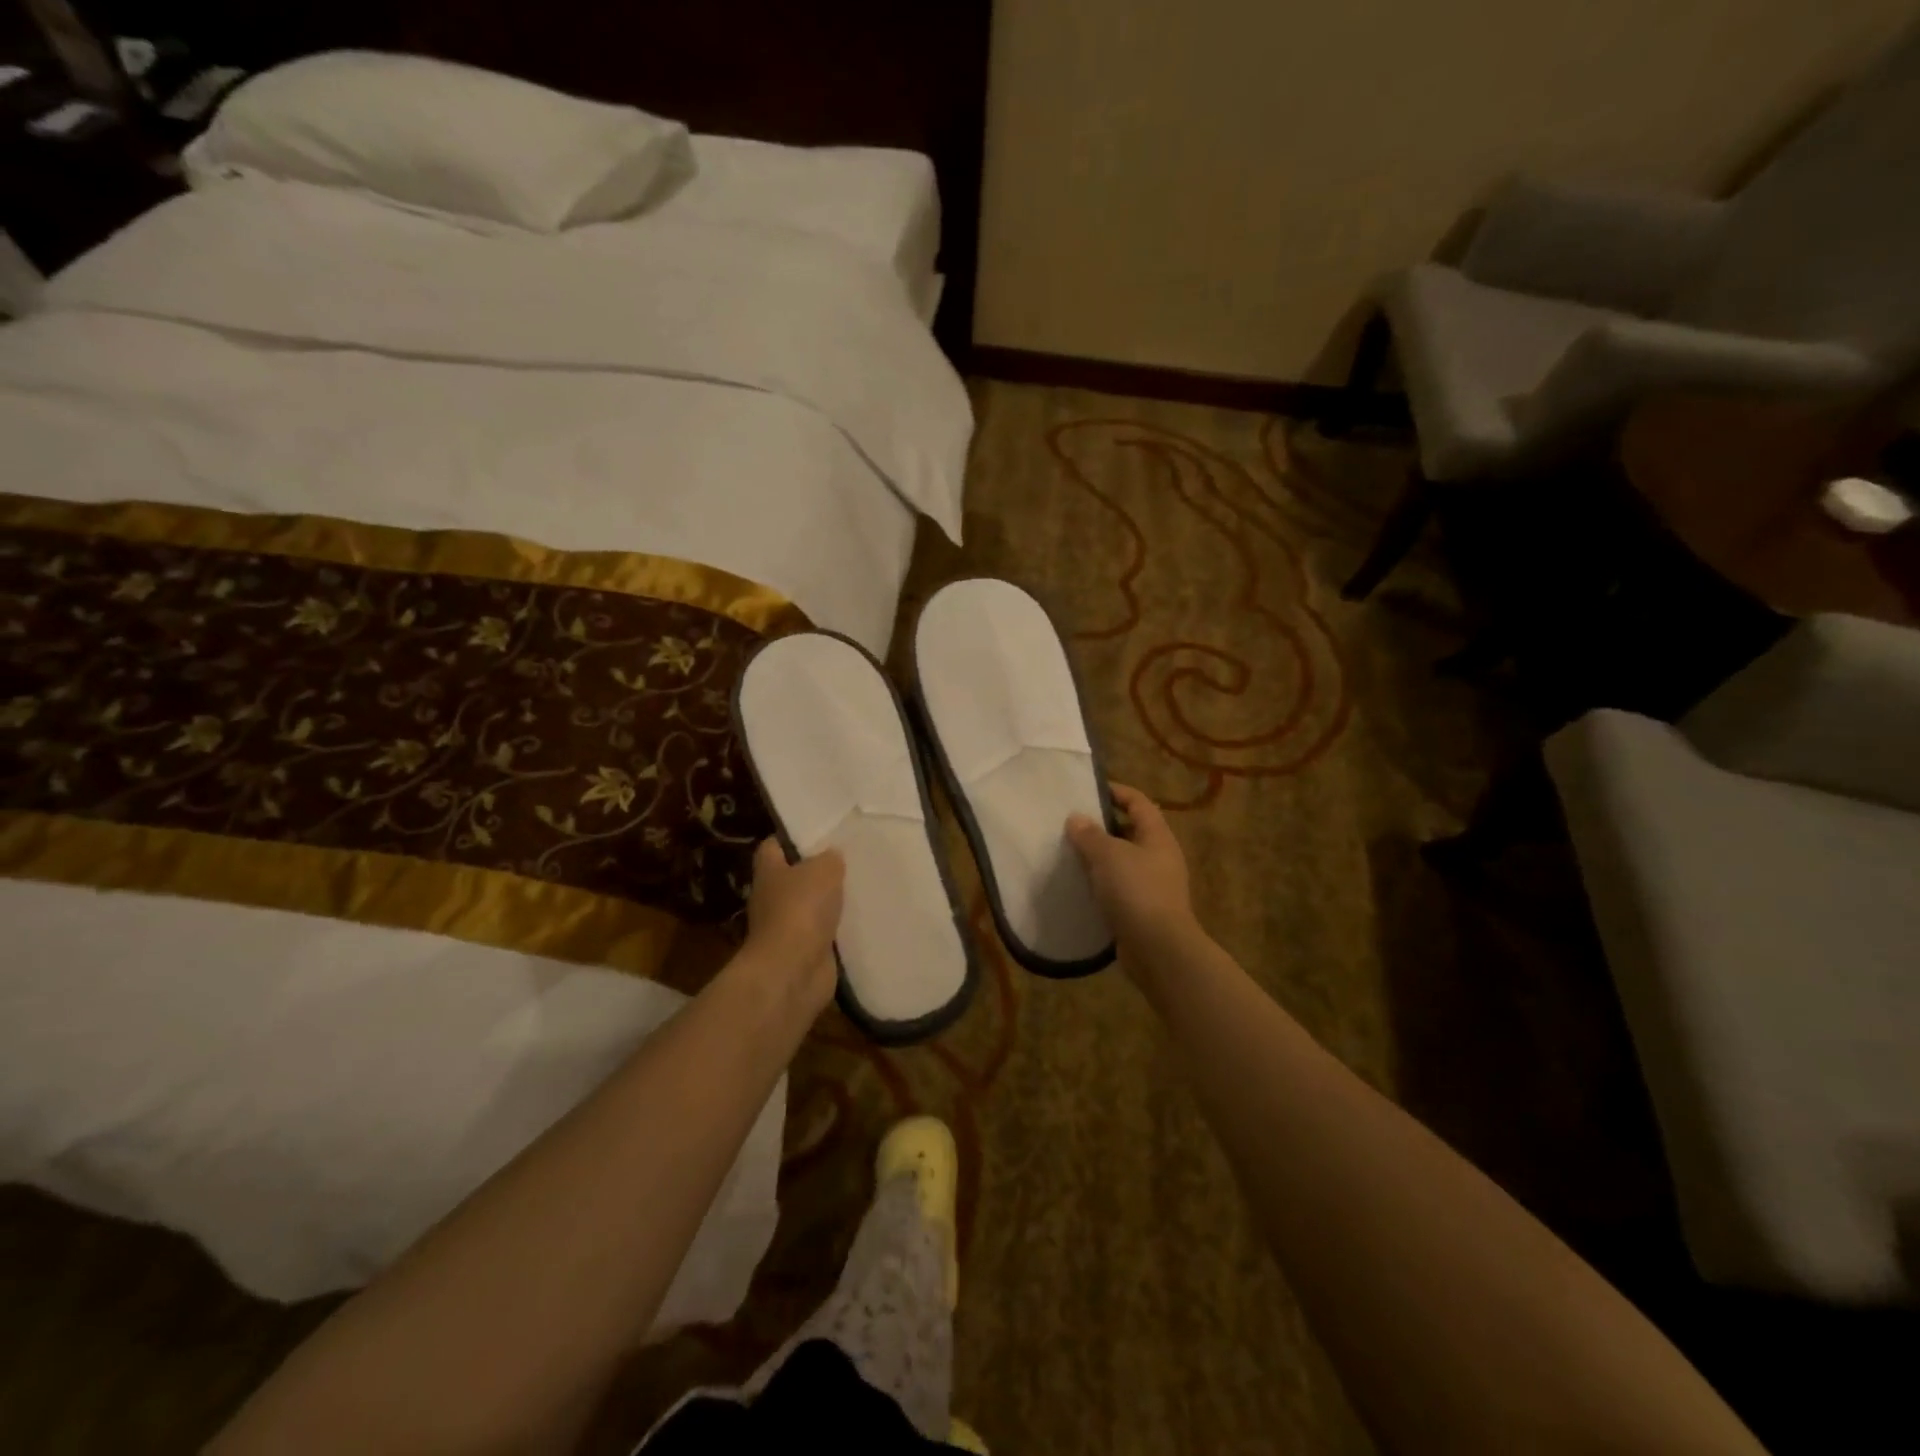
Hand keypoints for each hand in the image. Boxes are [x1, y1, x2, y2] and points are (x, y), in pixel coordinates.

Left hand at [744, 839, 844, 1010]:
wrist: (793, 970)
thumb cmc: (801, 909)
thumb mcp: (823, 870)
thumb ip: (830, 858)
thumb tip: (832, 856)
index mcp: (769, 871)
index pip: (773, 846)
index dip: (792, 837)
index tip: (820, 832)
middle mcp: (773, 898)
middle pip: (795, 876)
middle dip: (818, 869)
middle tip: (850, 858)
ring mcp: (788, 927)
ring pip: (812, 905)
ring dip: (831, 901)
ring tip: (861, 886)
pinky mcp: (805, 951)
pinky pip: (825, 932)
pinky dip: (839, 928)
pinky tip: (862, 918)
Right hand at [1066, 783, 1196, 971]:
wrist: (1158, 949)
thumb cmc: (1137, 891)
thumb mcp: (1108, 856)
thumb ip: (1090, 835)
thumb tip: (1076, 818)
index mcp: (1157, 837)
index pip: (1139, 802)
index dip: (1116, 792)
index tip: (1087, 790)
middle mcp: (1159, 857)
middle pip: (1130, 831)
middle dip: (1102, 826)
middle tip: (1070, 823)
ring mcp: (1152, 885)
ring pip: (1122, 861)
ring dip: (1098, 857)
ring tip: (1068, 853)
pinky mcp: (1142, 910)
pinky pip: (1118, 888)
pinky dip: (1100, 884)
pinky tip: (1078, 885)